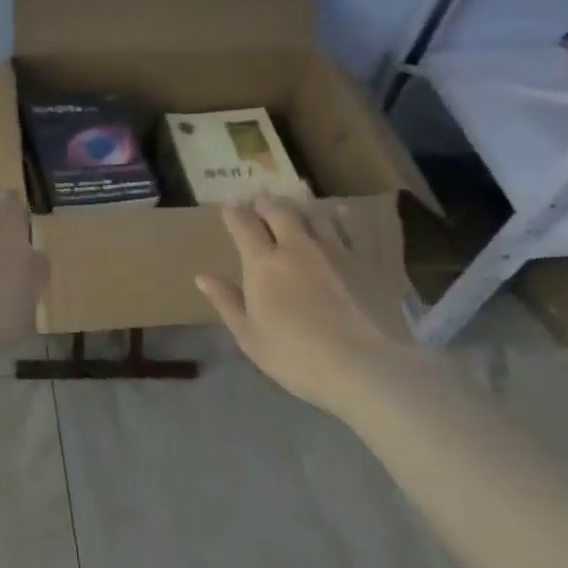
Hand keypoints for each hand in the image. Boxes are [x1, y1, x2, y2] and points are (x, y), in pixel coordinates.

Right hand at [195, 196, 431, 416]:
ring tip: (294, 202)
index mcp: (262, 263)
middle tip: (259, 201)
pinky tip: (340, 214)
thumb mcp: (249, 336)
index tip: (229, 210)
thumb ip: (227, 302)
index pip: (243, 224)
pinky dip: (339, 217)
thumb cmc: (295, 356)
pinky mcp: (363, 261)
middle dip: (265, 203)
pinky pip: (348, 229)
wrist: (364, 366)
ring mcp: (333, 251)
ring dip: (299, 205)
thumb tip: (202, 277)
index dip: (233, 213)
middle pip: (278, 210)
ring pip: (313, 214)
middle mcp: (296, 247)